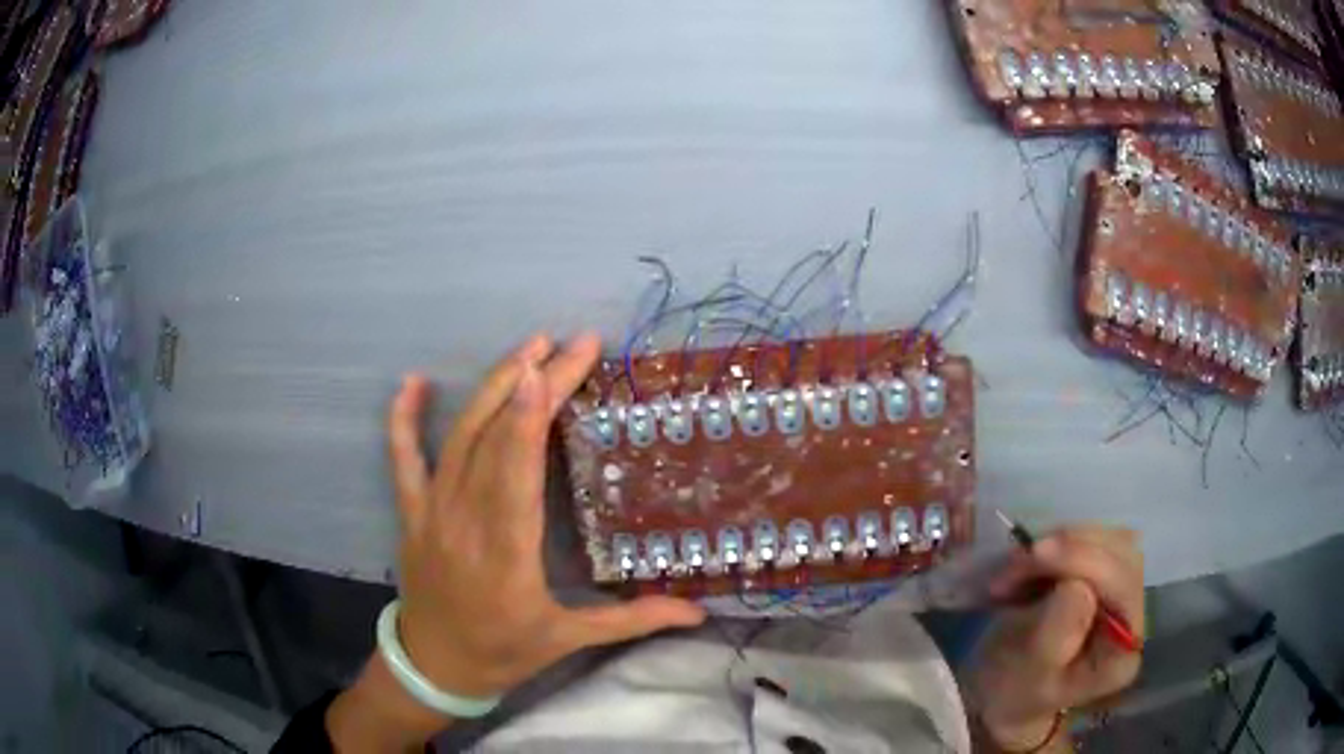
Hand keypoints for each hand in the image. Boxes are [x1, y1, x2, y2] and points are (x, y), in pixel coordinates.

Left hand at [388, 333, 705, 698]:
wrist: (435, 666)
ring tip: (527, 349)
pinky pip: (403, 459)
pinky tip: (412, 382)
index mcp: (507, 554)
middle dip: (531, 383)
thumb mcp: (569, 639)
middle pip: (496, 441)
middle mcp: (465, 522)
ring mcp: (432, 512)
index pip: (517, 472)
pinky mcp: (412, 512)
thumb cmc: (504, 651)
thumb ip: (633, 620)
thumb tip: (697, 611)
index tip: (551, 368)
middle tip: (568, 344)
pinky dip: (404, 419)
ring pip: (458, 438)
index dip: (529, 418)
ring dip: (491, 388)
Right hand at [967, 527, 1144, 750]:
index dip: (1084, 561)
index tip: (1035, 555)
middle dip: (1069, 548)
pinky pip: (1095, 541)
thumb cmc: (1013, 691)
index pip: (1121, 587)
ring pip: (1108, 540)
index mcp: (1121, 653)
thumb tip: (1078, 586)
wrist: (1006, 691)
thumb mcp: (1027, 674)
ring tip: (1019, 565)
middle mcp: (1134, 618)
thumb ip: (1055, 635)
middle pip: (1120, 555)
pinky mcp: (1109, 578)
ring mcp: (1125, 595)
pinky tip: (1034, 562)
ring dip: (1062, 542)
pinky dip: (1061, 542)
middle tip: (1017, 561)